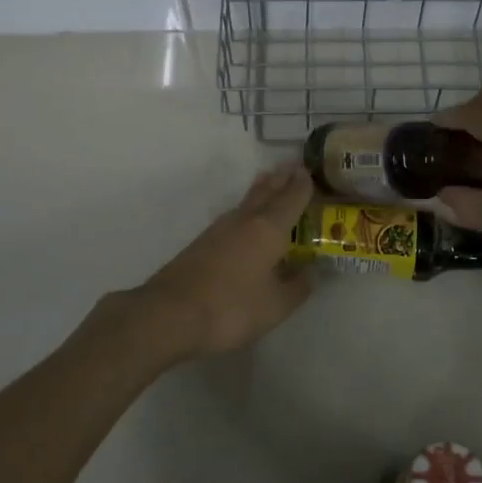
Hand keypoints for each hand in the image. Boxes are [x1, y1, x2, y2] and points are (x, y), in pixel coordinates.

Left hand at [99, 164, 316, 366]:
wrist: (170, 315)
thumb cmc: (231, 308)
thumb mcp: (276, 306)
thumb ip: (297, 286)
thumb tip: (311, 270)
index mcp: (268, 229)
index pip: (291, 198)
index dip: (303, 185)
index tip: (311, 172)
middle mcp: (244, 221)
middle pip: (266, 192)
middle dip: (281, 179)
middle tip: (293, 167)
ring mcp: (219, 230)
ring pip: (247, 202)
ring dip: (261, 190)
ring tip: (270, 182)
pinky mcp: (201, 244)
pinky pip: (233, 217)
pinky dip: (246, 210)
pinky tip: (245, 220)